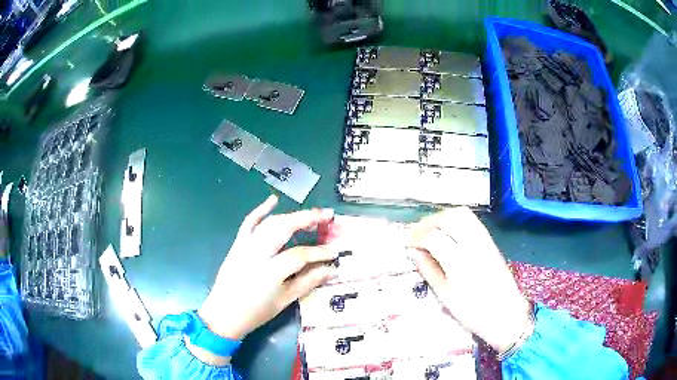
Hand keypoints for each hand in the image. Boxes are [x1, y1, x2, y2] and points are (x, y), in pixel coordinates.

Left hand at [198, 195, 336, 343]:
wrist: (224, 314)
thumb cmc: (255, 312)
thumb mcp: (284, 300)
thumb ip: (307, 282)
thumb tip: (330, 270)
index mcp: (270, 272)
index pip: (300, 255)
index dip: (319, 253)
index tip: (334, 252)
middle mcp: (257, 253)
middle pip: (284, 228)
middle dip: (308, 219)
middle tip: (327, 216)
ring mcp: (245, 246)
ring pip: (270, 223)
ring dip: (291, 216)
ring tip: (310, 216)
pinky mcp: (237, 244)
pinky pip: (249, 222)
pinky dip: (261, 210)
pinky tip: (273, 200)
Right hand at [407, 207, 530, 352]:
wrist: (506, 314)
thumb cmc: (474, 312)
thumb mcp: (446, 297)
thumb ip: (429, 270)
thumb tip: (413, 252)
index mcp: (459, 262)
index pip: (433, 236)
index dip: (415, 236)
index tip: (405, 242)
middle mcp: (473, 245)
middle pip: (448, 217)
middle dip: (428, 222)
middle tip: (416, 234)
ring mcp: (484, 240)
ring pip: (461, 213)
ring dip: (442, 217)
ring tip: (430, 230)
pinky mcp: (491, 241)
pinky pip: (471, 220)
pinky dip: (455, 219)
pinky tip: (448, 232)